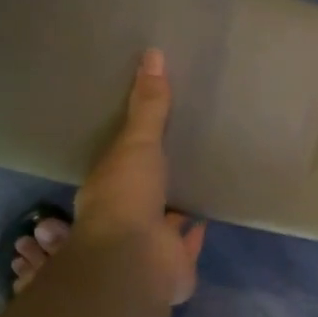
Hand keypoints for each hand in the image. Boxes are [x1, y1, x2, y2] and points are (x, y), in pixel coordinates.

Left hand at [72, 49, 205, 305]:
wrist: (138, 260)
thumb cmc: (127, 196)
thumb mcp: (137, 142)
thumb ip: (147, 106)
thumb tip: (152, 54)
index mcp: (107, 188)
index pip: (117, 164)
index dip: (129, 150)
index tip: (145, 133)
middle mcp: (125, 217)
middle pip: (141, 193)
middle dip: (155, 179)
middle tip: (177, 155)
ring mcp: (149, 242)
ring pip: (163, 219)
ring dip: (175, 206)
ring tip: (196, 180)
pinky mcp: (174, 262)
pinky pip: (188, 243)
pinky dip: (196, 232)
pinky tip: (210, 214)